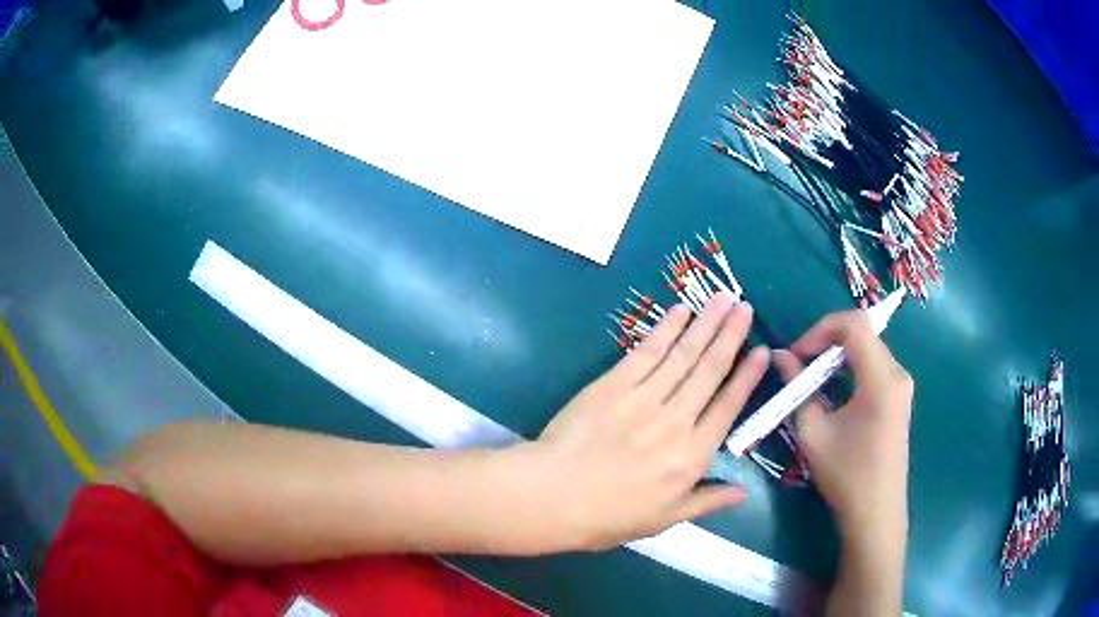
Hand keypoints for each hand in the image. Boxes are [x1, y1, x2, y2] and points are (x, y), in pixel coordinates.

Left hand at [529, 293, 769, 550]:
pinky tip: (680, 312)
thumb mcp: (664, 519)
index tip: (763, 351)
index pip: (728, 407)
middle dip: (730, 336)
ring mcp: (644, 398)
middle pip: (710, 371)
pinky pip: (647, 352)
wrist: (554, 495)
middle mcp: (676, 420)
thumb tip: (743, 492)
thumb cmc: (609, 516)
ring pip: (683, 355)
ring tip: (722, 298)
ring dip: (704, 324)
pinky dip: (665, 330)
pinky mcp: (614, 384)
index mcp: (692, 455)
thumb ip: (706, 502)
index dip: (747, 377)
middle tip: (745, 307)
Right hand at [772, 311, 912, 544]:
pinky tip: (833, 393)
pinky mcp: (899, 398)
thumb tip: (779, 355)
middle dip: (826, 341)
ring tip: (811, 380)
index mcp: (881, 379)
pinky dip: (850, 369)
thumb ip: (796, 388)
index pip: (855, 324)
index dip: (821, 328)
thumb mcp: (814, 433)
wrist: (876, 513)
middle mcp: (897, 373)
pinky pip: (874, 366)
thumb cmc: (846, 476)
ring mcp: (901, 385)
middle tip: (799, 366)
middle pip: (862, 334)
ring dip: (837, 356)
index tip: (797, 353)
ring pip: (867, 349)